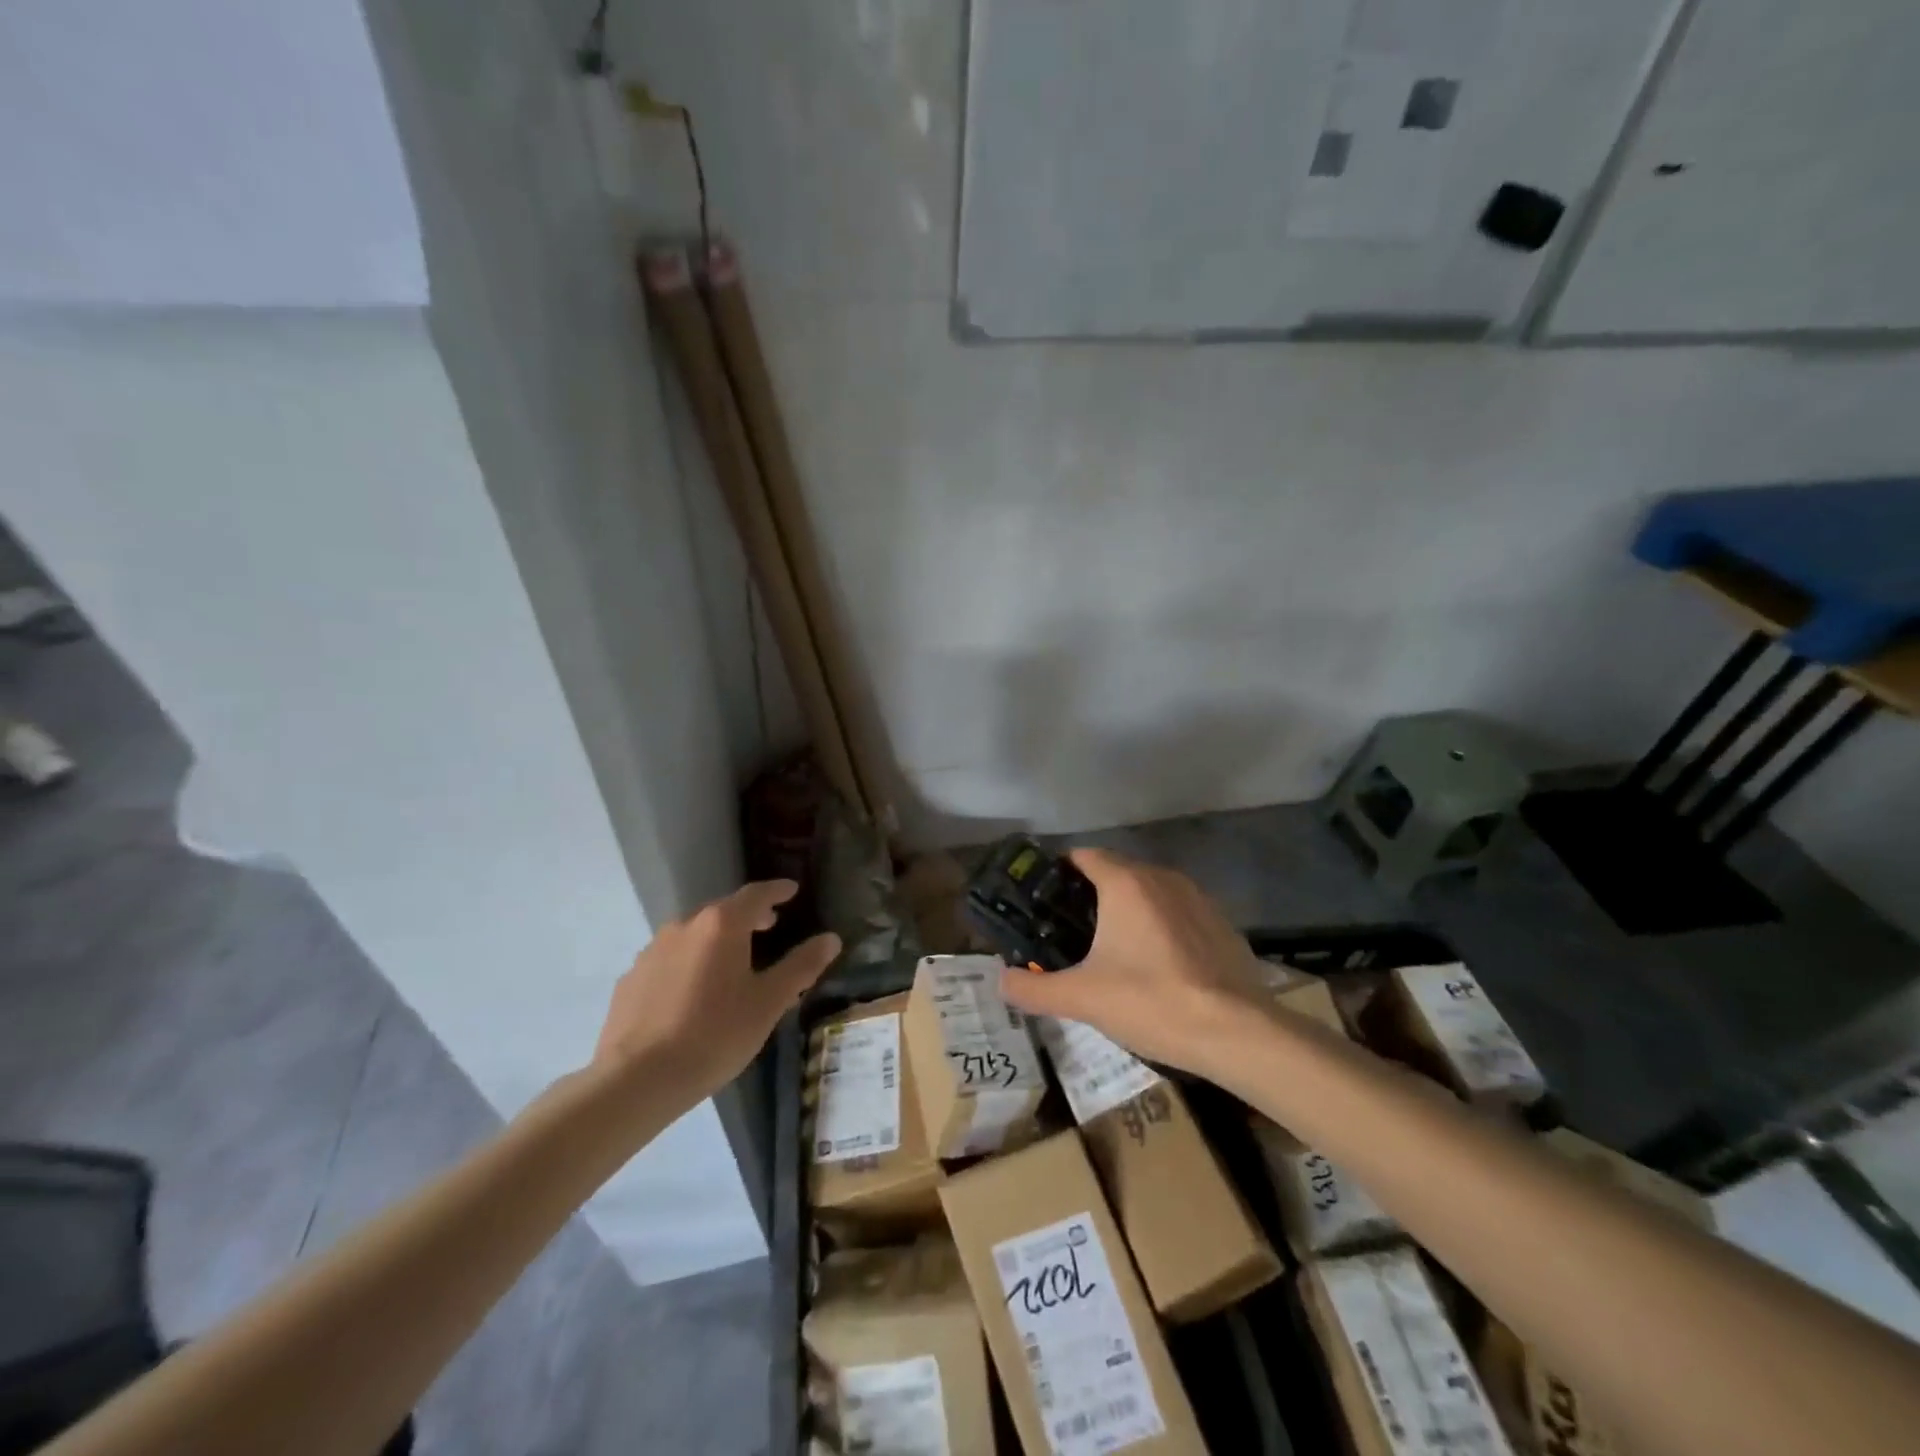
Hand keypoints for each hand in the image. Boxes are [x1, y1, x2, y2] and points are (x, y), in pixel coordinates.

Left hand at [593, 880, 839, 1099]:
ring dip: (716, 941)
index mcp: (721, 925)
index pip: (756, 894)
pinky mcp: (631, 979)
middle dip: (748, 916)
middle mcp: (684, 926)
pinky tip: (693, 993)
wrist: (637, 1079)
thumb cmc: (715, 1035)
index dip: (777, 890)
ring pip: (693, 935)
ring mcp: (652, 951)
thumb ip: (801, 966)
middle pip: (722, 911)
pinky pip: (669, 960)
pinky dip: (688, 964)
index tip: (791, 890)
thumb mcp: (768, 1002)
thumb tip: (831, 938)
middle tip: (769, 927)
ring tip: (732, 964)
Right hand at [998, 849, 1264, 1080]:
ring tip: (1113, 952)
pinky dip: (1161, 928)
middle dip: (1092, 896)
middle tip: (1071, 934)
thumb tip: (1002, 980)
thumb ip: (1033, 988)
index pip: (1084, 856)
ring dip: (1129, 912)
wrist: (1237, 1032)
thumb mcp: (1082, 999)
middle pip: (1116, 872)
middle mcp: (1162, 878)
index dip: (1060, 873)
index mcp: (1126, 883)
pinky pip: (1178, 913)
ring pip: (1150, 893)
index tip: (1044, 903)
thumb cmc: (1152, 1002)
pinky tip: (1158, 968)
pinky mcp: (1221, 923)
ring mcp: (1197, 898)